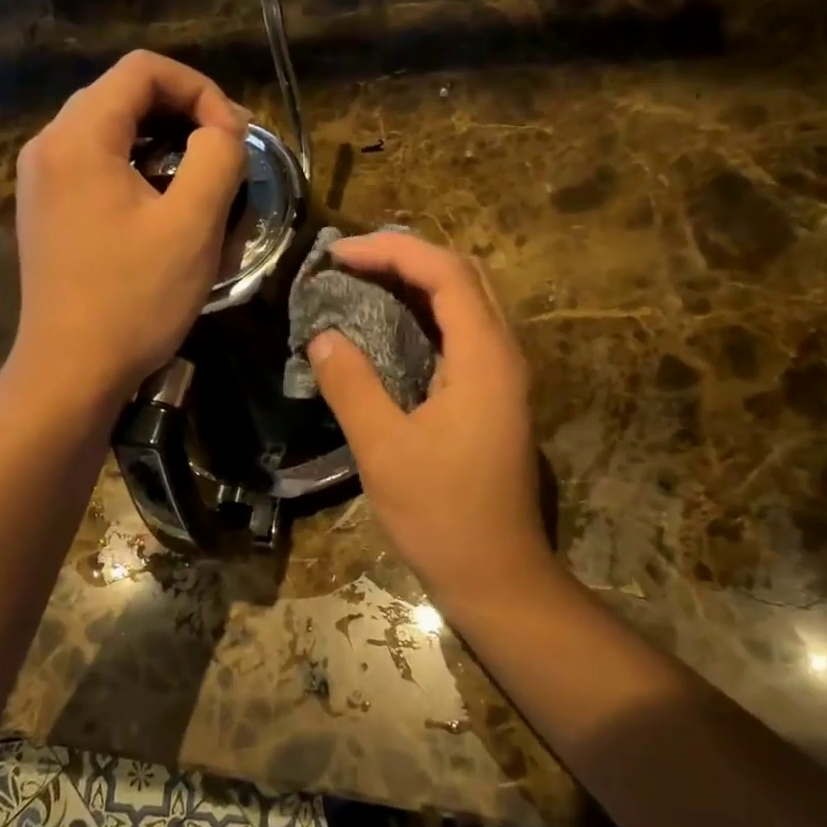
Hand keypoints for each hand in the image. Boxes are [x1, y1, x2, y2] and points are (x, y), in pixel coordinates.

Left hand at [12, 51, 246, 404]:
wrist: (70, 371)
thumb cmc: (134, 298)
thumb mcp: (192, 225)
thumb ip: (218, 158)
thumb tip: (223, 130)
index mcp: (79, 137)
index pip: (144, 70)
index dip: (201, 90)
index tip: (234, 136)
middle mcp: (49, 145)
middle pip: (123, 94)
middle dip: (184, 113)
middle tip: (228, 152)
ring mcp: (41, 179)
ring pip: (110, 129)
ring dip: (163, 141)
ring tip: (202, 178)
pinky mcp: (46, 209)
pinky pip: (96, 164)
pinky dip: (137, 167)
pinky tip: (163, 205)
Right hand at [308, 234, 552, 606]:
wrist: (496, 575)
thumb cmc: (442, 514)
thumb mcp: (384, 450)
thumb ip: (352, 385)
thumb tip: (323, 337)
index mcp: (484, 358)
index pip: (445, 272)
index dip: (391, 251)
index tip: (338, 255)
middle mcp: (503, 355)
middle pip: (463, 276)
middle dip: (406, 256)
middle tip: (349, 262)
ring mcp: (502, 377)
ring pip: (465, 303)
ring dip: (416, 283)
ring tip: (361, 282)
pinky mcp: (493, 398)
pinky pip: (461, 334)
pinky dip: (424, 316)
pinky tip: (386, 329)